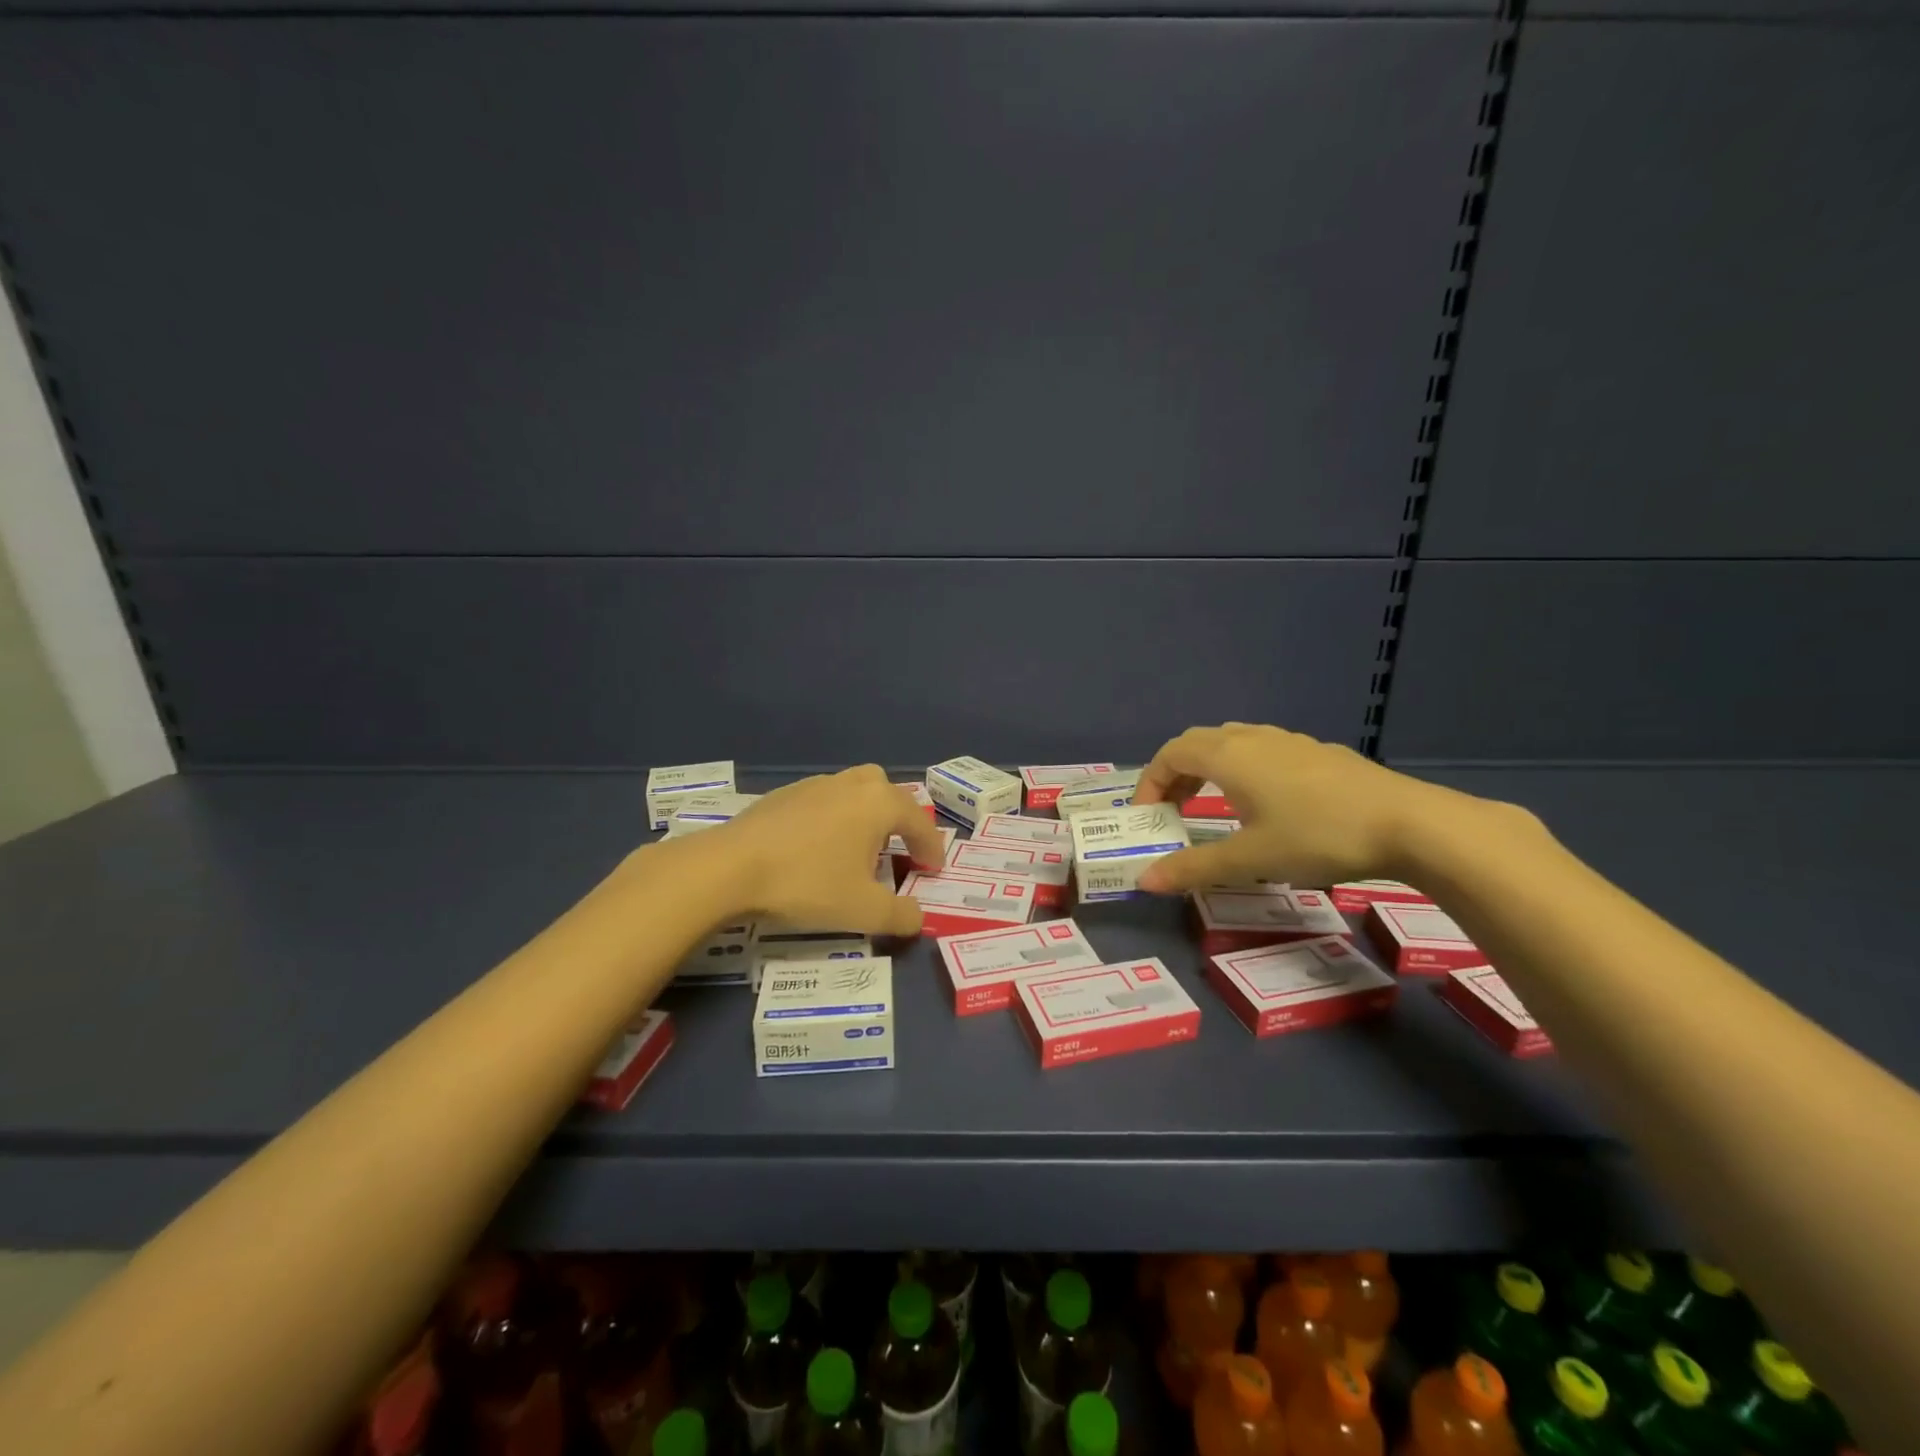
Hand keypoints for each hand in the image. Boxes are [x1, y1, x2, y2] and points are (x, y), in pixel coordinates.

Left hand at [705, 766, 944, 936]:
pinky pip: (824, 801)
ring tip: (858, 850)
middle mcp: (851, 784)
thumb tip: (918, 918)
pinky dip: (833, 819)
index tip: (933, 871)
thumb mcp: (863, 911)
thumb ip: (901, 916)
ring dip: (865, 817)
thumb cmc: (808, 884)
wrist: (730, 868)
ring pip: (854, 792)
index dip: (931, 848)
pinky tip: (818, 848)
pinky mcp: (784, 794)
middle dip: (899, 820)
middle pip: (887, 792)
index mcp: (878, 803)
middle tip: (898, 850)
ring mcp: (814, 784)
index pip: (919, 822)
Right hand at [1131, 722, 1436, 892]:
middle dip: (1175, 775)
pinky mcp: (1318, 753)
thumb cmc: (1317, 836)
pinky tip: (1265, 806)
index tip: (1148, 818)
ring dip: (1208, 771)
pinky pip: (1262, 752)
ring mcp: (1289, 742)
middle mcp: (1253, 739)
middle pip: (1198, 744)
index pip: (1170, 754)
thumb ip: (1194, 868)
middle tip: (1172, 812)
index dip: (1149, 783)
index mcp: (1229, 756)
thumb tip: (1144, 881)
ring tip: (1212, 807)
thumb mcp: (1251, 859)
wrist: (1409, 824)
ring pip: (1232, 744)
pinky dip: (1242, 771)